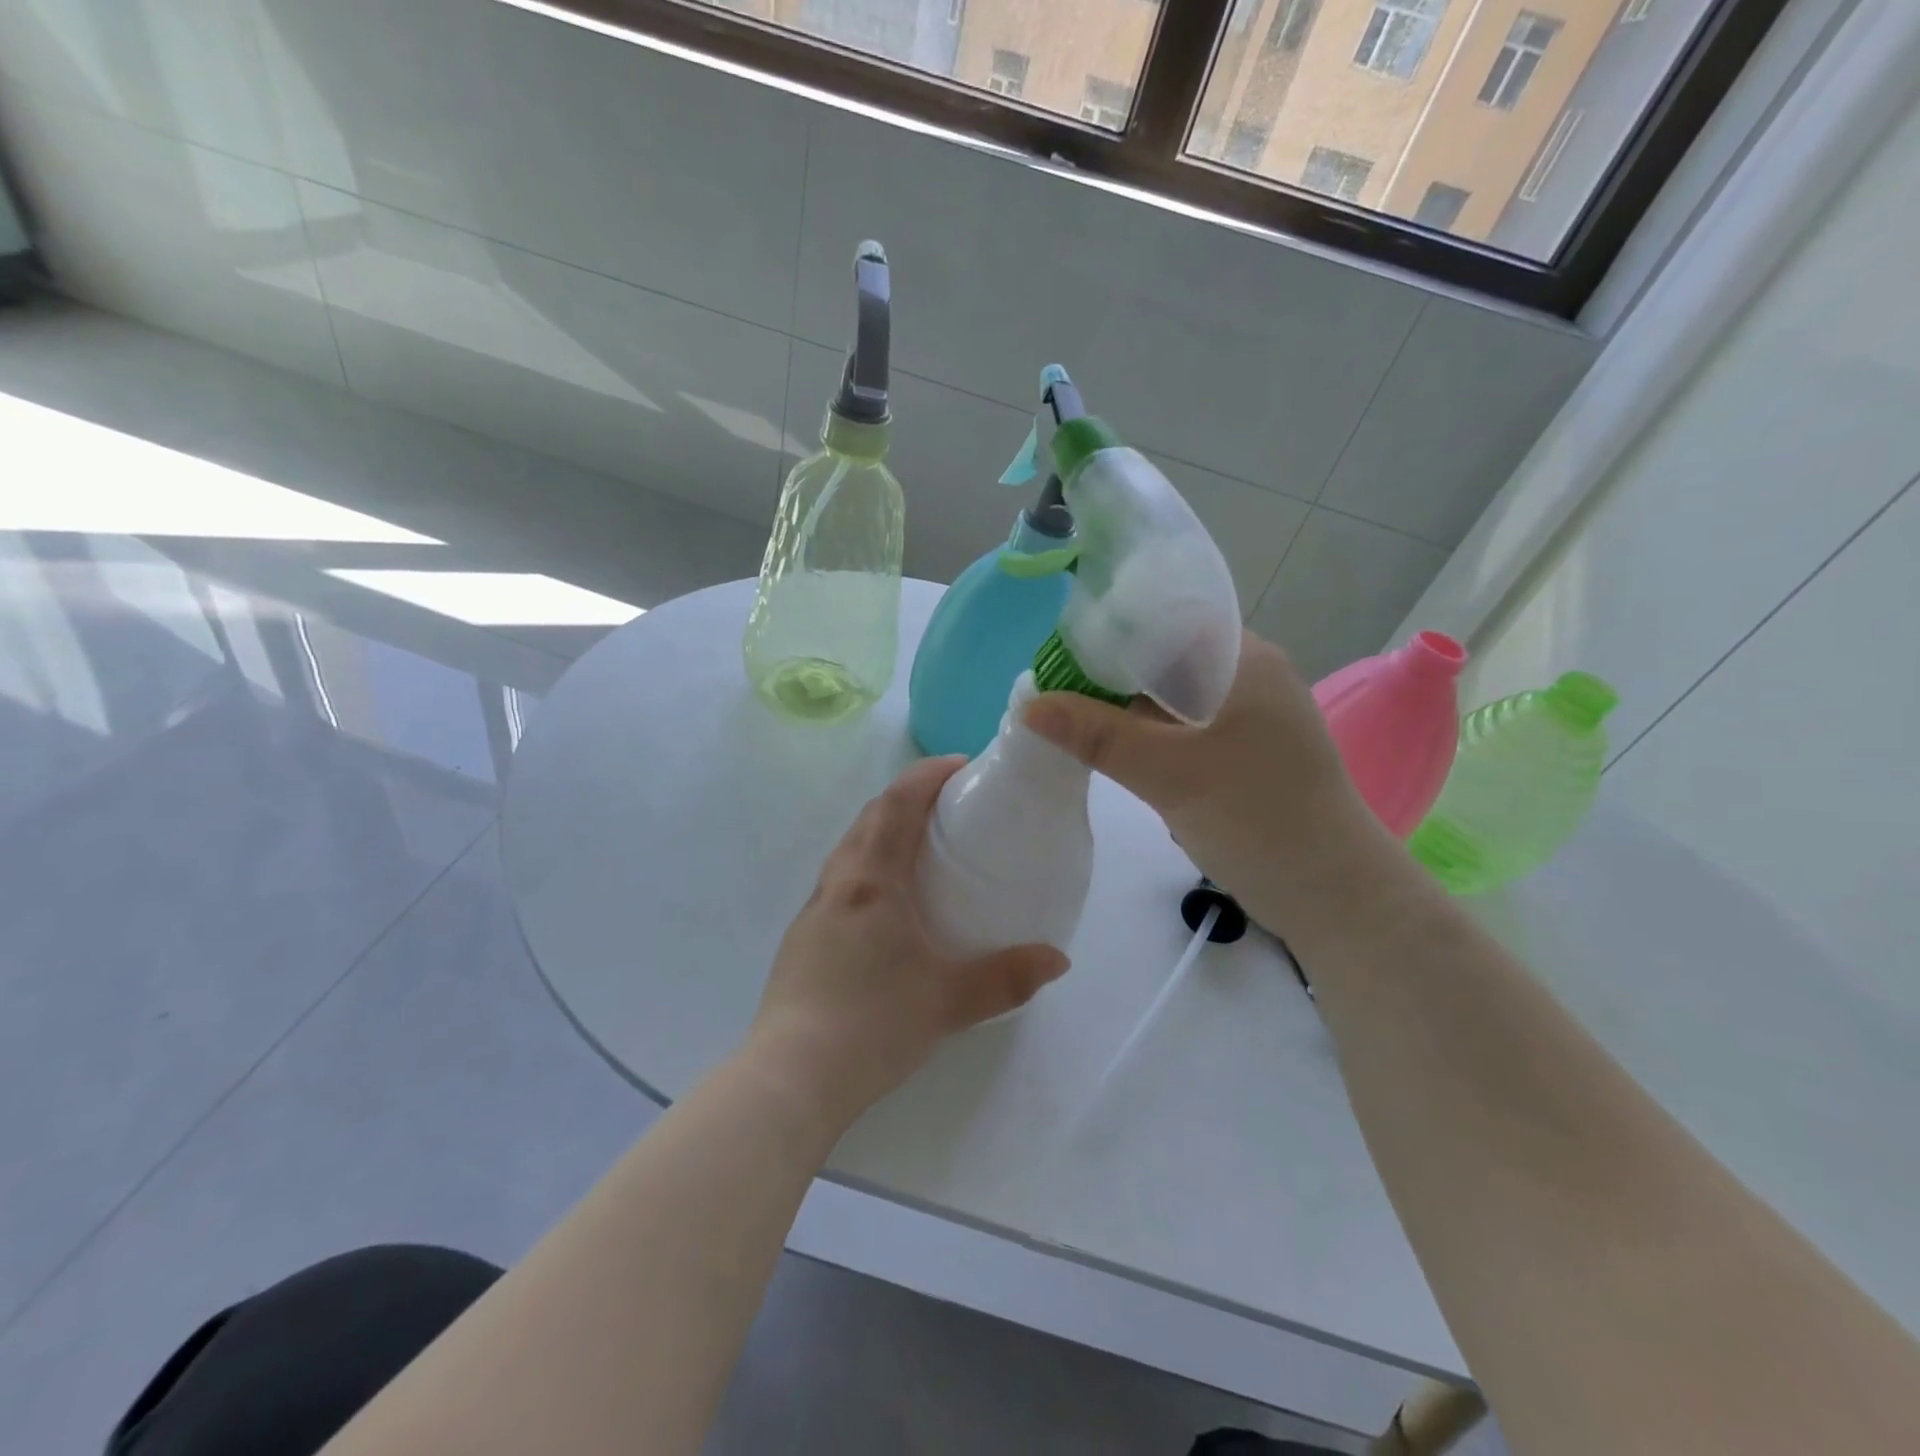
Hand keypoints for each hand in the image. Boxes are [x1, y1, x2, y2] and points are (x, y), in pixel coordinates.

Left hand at [746, 757, 1068, 1129]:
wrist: (791, 1077)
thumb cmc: (872, 1024)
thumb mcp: (949, 1001)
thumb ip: (1007, 978)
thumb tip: (1058, 960)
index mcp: (870, 880)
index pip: (897, 804)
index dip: (928, 775)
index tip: (961, 766)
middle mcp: (837, 883)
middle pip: (869, 818)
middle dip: (907, 798)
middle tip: (948, 806)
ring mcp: (813, 910)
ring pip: (850, 848)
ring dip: (883, 830)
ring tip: (921, 848)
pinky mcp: (803, 939)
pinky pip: (840, 880)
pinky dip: (868, 866)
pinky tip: (888, 906)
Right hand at [1022, 630, 1394, 935]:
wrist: (1335, 897)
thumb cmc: (1260, 819)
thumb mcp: (1171, 774)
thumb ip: (1098, 735)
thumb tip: (1027, 706)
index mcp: (1243, 659)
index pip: (1165, 619)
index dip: (1108, 631)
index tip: (1056, 656)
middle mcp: (1246, 677)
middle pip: (1163, 659)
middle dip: (1108, 675)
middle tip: (1051, 693)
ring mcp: (1245, 719)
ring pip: (1169, 698)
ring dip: (1123, 709)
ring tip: (1066, 719)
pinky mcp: (1240, 755)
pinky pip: (1181, 730)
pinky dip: (1144, 737)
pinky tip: (1107, 750)